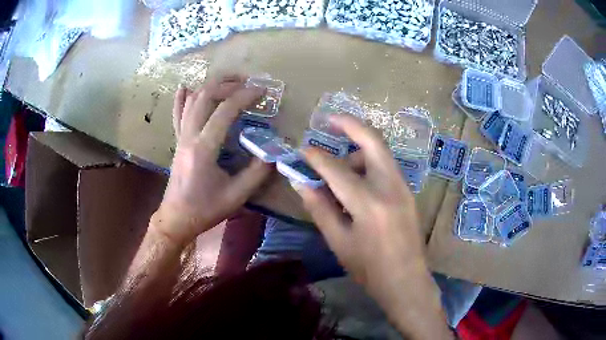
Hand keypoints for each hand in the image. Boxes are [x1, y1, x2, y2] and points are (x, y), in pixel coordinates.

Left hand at [151, 75, 271, 246]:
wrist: (176, 218)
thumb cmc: (205, 210)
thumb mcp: (236, 196)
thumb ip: (257, 173)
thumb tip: (273, 152)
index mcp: (204, 149)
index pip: (225, 111)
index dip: (245, 96)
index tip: (263, 91)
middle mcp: (189, 136)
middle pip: (205, 96)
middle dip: (228, 83)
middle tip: (248, 82)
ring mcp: (181, 137)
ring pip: (192, 101)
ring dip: (211, 86)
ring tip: (229, 81)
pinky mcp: (178, 141)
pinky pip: (177, 114)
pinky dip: (182, 99)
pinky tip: (184, 87)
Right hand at [295, 115, 449, 337]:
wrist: (407, 281)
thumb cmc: (369, 269)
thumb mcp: (339, 242)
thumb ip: (319, 208)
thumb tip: (300, 181)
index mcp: (369, 203)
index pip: (336, 168)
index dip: (315, 156)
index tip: (300, 150)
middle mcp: (390, 186)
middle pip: (372, 140)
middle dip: (349, 124)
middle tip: (328, 119)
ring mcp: (403, 186)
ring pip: (381, 150)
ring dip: (358, 146)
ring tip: (339, 163)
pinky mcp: (408, 191)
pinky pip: (387, 165)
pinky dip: (369, 160)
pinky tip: (357, 176)